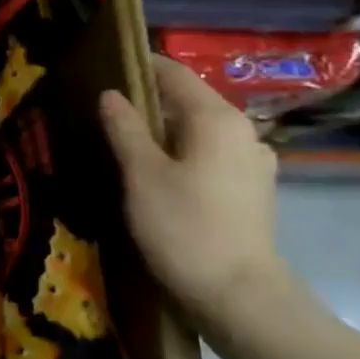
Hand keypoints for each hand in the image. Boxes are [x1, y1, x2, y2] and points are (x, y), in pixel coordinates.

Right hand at [99, 54, 288, 325]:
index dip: (141, 65)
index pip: (175, 75)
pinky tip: (158, 173)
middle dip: (149, 101)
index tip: (106, 63)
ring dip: (165, 131)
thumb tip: (110, 94)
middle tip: (106, 108)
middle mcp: (243, 132)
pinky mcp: (251, 190)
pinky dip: (183, 154)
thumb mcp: (141, 174)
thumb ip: (125, 129)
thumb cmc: (184, 226)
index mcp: (217, 119)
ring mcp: (253, 162)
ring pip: (199, 132)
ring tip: (126, 141)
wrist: (237, 295)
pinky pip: (210, 156)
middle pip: (189, 102)